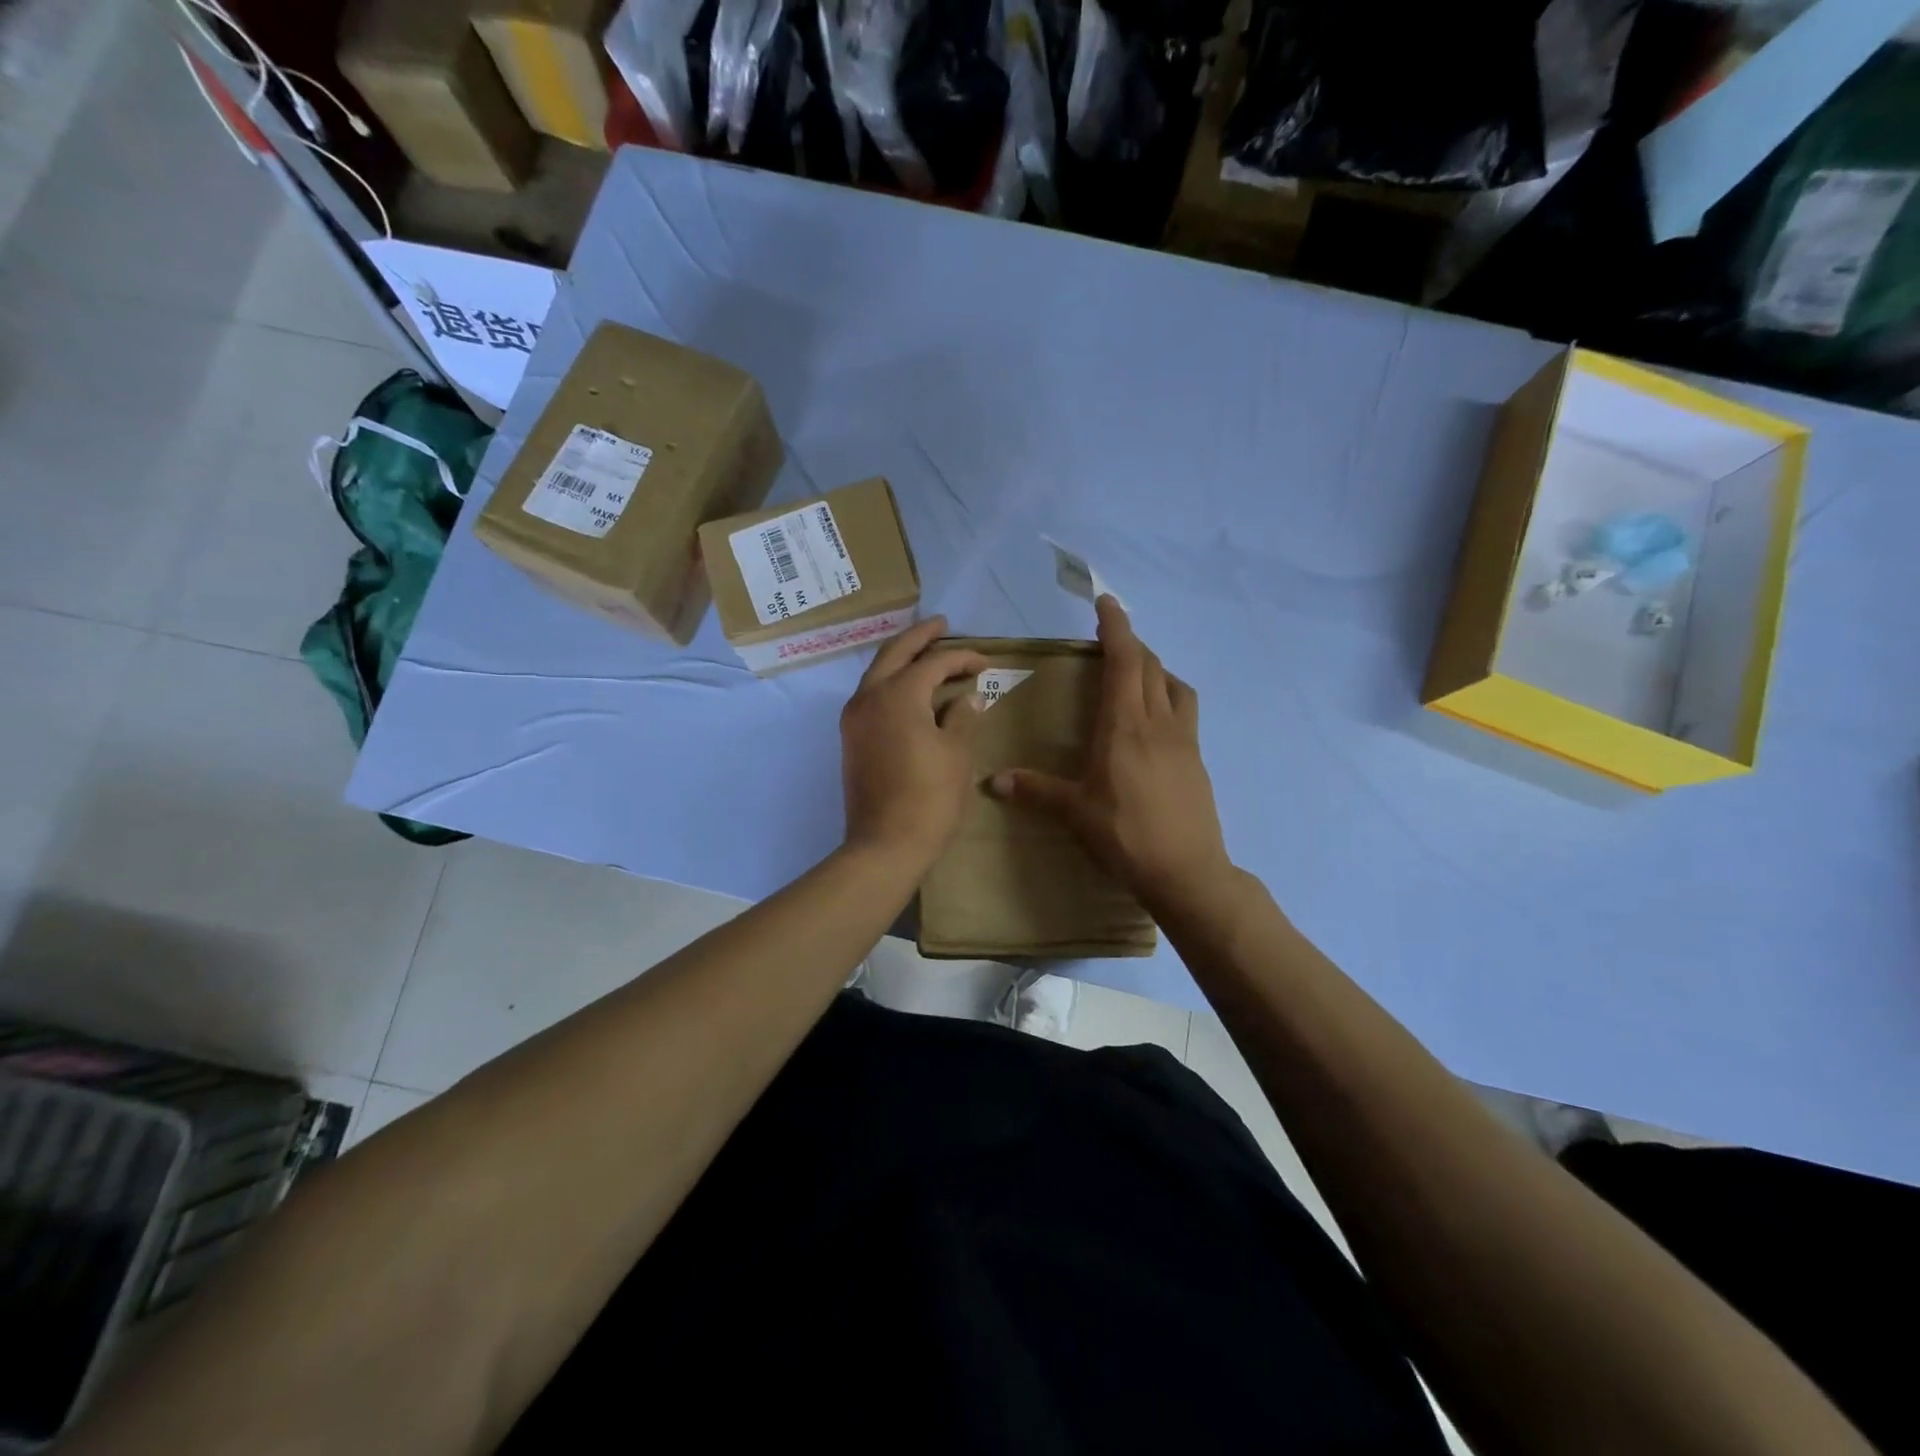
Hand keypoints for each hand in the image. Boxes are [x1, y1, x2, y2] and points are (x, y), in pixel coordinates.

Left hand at [840, 616, 986, 866]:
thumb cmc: (929, 798)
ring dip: (903, 658)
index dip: (962, 657)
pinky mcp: (851, 738)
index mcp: (898, 694)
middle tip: (942, 624)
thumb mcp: (957, 754)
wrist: (885, 844)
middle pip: (894, 652)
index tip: (985, 662)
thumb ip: (963, 717)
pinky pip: (872, 695)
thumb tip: (967, 698)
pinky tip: (912, 691)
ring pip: (878, 672)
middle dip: (920, 636)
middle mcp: (869, 697)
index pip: (934, 662)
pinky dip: (893, 683)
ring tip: (927, 652)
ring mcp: (854, 718)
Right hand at [988, 596, 1230, 909]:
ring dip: (1155, 667)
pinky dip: (1168, 695)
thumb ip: (1034, 791)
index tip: (1106, 602)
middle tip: (1109, 638)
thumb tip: (992, 781)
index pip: (1124, 661)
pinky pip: (1184, 710)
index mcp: (1124, 726)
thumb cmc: (1126, 836)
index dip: (1116, 627)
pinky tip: (1154, 720)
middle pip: (1150, 665)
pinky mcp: (1196, 759)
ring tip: (1135, 674)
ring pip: (1173, 685)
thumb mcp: (1075, 813)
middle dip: (1130, 643)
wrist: (1187, 872)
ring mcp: (1184, 740)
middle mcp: (1158, 723)